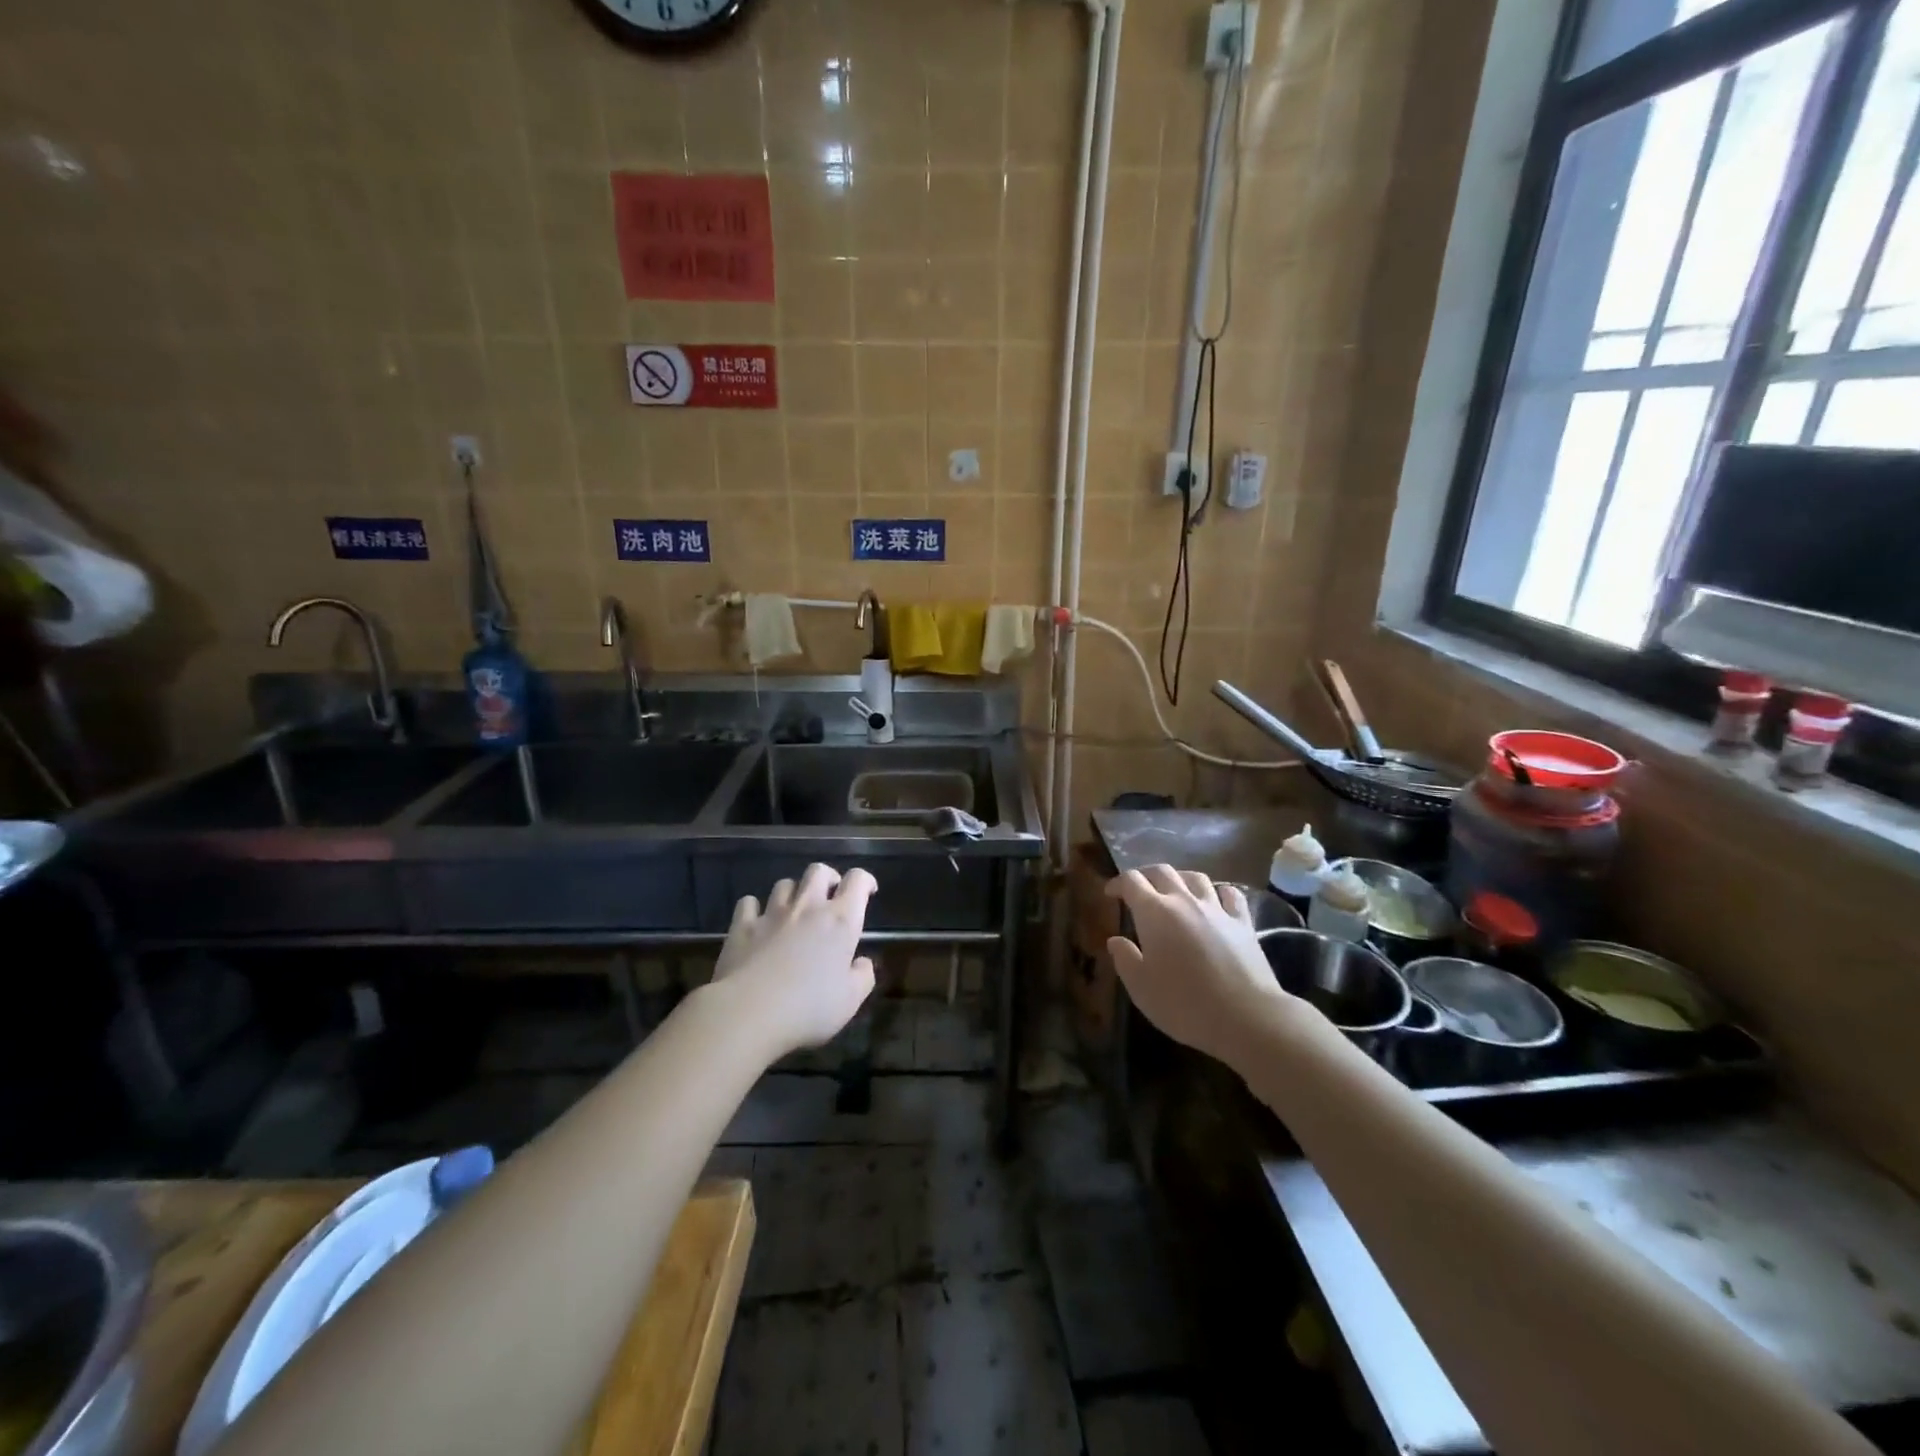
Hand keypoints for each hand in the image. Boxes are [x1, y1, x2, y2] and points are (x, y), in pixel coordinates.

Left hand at [713, 863, 877, 1059]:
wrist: (750, 1011)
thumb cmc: (809, 1007)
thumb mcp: (851, 1000)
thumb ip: (863, 976)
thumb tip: (863, 963)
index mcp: (840, 920)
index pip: (857, 880)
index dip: (865, 881)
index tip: (868, 892)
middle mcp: (808, 907)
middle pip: (818, 871)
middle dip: (828, 878)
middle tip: (830, 895)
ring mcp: (772, 913)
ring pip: (785, 884)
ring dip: (793, 892)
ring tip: (794, 910)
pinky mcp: (742, 926)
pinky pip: (749, 903)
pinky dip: (755, 908)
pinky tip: (756, 921)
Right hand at [1105, 866, 1291, 1067]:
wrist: (1246, 1017)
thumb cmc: (1184, 1004)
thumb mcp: (1141, 988)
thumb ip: (1125, 959)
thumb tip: (1116, 940)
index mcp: (1154, 913)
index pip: (1131, 881)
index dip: (1118, 883)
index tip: (1110, 893)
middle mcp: (1184, 901)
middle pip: (1162, 871)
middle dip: (1146, 875)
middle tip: (1138, 889)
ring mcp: (1217, 909)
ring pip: (1196, 877)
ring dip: (1180, 878)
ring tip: (1175, 891)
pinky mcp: (1243, 923)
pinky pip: (1230, 894)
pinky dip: (1218, 892)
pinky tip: (1216, 901)